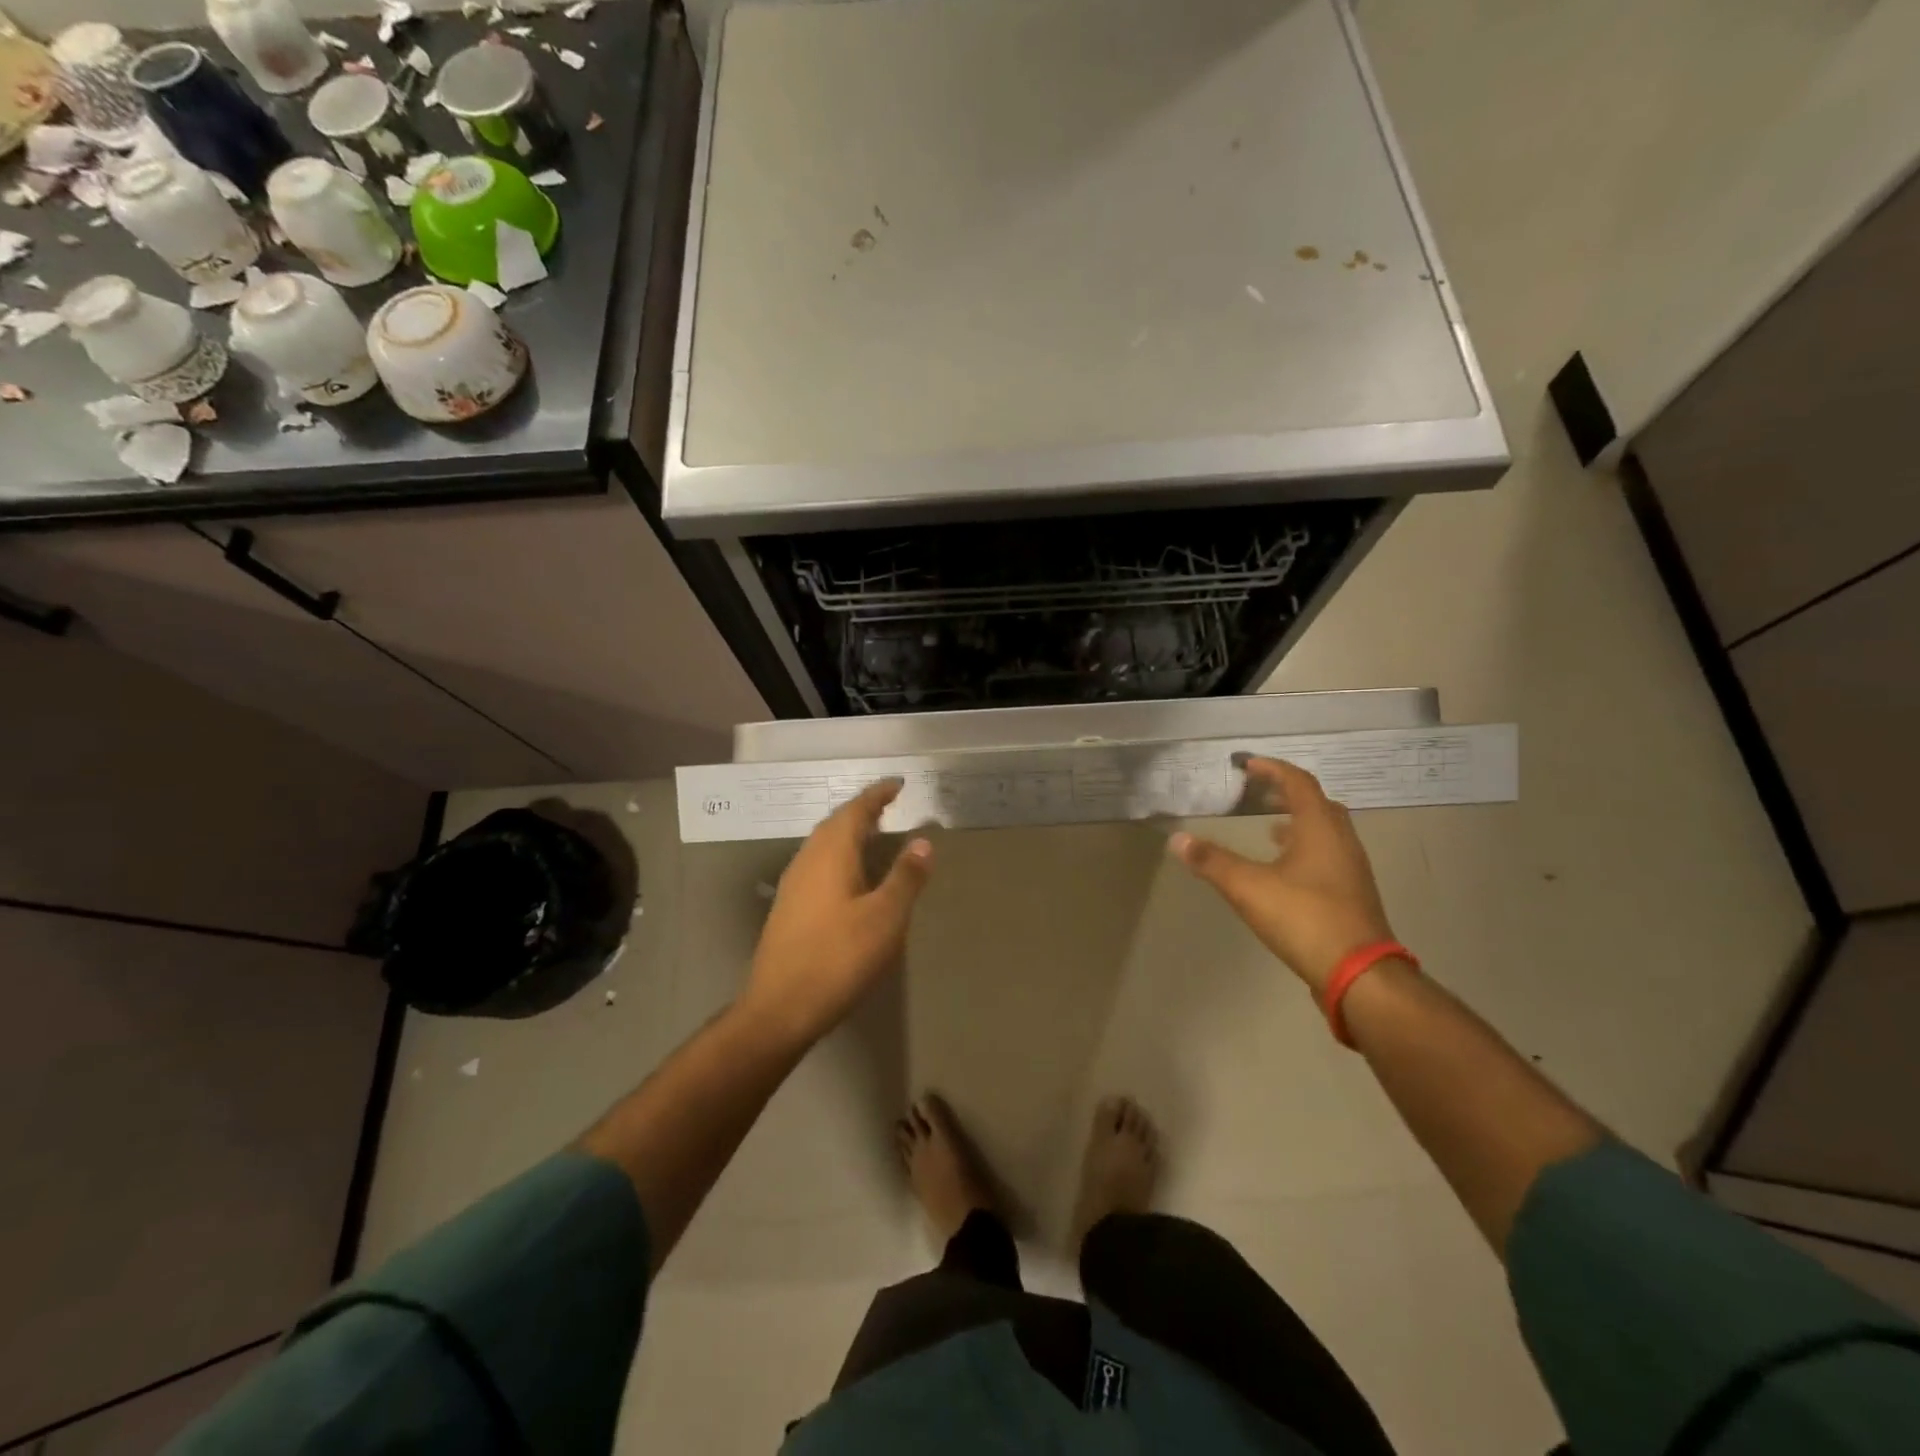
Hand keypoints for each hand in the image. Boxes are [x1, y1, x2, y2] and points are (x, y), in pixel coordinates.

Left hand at [740, 779, 932, 1043]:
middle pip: (835, 824)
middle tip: (888, 806)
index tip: (897, 784)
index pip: (856, 810)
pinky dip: (839, 856)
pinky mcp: (788, 908)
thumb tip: (923, 841)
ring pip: (823, 845)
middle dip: (862, 811)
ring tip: (874, 835)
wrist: (780, 1008)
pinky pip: (818, 865)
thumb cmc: (839, 957)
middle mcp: (807, 860)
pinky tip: (851, 877)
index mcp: (831, 854)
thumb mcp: (885, 917)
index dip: (877, 795)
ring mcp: (793, 884)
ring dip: (849, 834)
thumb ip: (905, 877)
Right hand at [1170, 757, 1395, 994]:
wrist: (1360, 974)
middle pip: (1319, 804)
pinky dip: (1306, 848)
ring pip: (1327, 831)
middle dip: (1288, 794)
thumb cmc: (1304, 919)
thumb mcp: (1248, 888)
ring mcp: (1352, 870)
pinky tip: (1286, 869)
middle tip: (1259, 794)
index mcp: (1320, 829)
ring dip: (1299, 822)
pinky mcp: (1352, 895)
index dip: (1273, 770)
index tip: (1248, 765)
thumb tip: (1177, 839)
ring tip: (1269, 827)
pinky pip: (1329, 855)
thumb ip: (1212, 862)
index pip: (1299, 784)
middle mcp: (1342, 842)